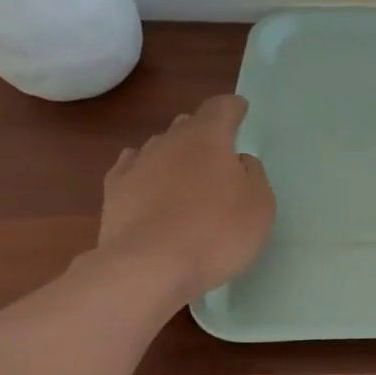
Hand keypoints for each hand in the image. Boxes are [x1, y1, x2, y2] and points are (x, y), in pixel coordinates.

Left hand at [95, 94, 275, 301]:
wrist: (149, 267)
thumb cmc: (217, 233)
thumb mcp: (260, 205)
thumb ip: (254, 175)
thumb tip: (240, 161)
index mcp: (208, 138)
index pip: (221, 108)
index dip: (233, 107)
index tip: (241, 110)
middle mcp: (169, 141)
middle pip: (188, 125)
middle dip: (204, 131)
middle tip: (219, 151)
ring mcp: (137, 164)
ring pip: (160, 146)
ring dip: (176, 154)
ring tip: (187, 174)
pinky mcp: (115, 191)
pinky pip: (134, 169)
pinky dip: (147, 172)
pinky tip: (151, 184)